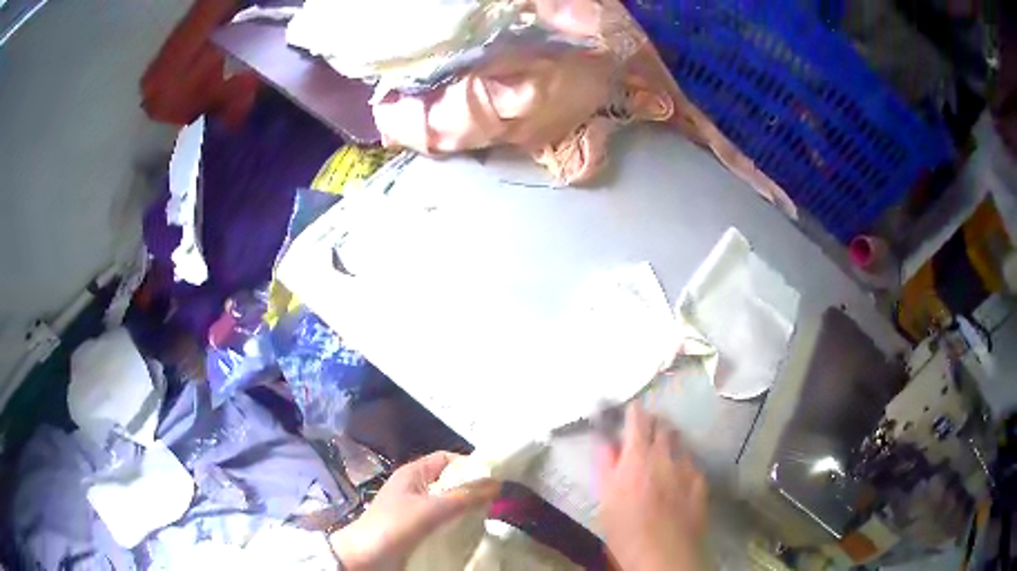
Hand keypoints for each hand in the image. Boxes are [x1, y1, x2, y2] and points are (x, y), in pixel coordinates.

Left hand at [329, 451, 500, 570]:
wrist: (365, 557)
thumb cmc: (394, 526)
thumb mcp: (431, 509)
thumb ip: (464, 496)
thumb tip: (497, 482)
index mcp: (413, 473)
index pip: (447, 459)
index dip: (469, 466)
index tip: (492, 481)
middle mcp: (415, 487)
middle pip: (450, 481)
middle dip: (471, 490)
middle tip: (495, 502)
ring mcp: (415, 509)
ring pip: (448, 502)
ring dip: (465, 509)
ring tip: (487, 517)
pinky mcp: (416, 528)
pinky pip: (443, 520)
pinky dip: (457, 523)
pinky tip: (470, 531)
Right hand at [597, 402, 707, 570]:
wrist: (664, 554)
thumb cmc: (625, 530)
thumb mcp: (606, 499)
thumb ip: (606, 466)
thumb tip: (605, 442)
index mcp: (637, 456)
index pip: (637, 420)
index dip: (634, 411)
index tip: (630, 409)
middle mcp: (665, 455)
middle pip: (663, 426)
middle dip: (654, 423)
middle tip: (645, 431)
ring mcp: (687, 467)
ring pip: (680, 442)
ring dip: (670, 441)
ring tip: (662, 451)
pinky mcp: (701, 482)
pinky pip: (692, 462)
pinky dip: (683, 462)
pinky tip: (678, 476)